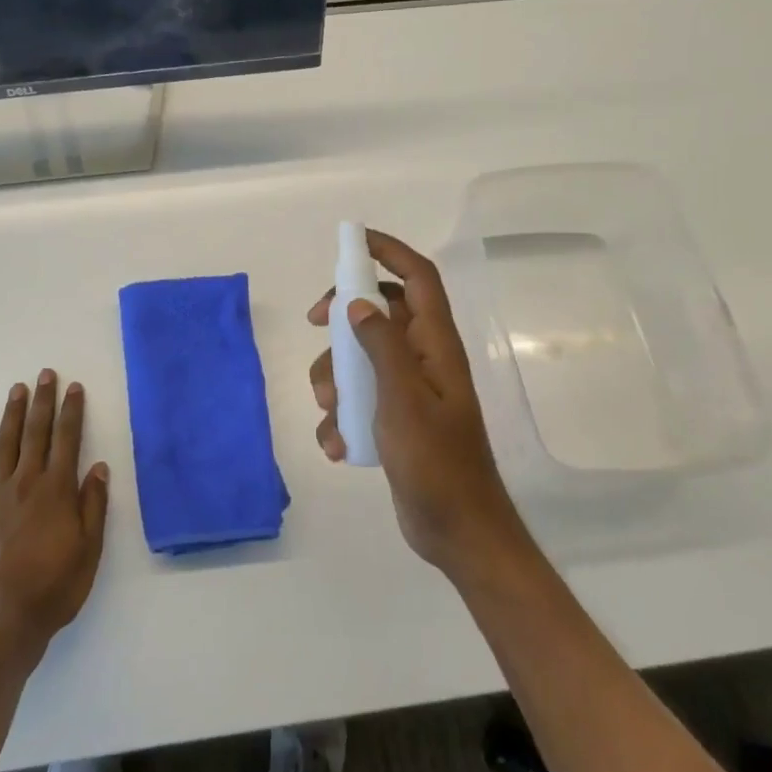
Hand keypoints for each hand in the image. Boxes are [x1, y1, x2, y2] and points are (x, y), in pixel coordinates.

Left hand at [0, 370, 109, 660]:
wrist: (1, 622)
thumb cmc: (54, 589)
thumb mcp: (89, 551)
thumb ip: (93, 506)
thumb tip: (98, 468)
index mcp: (57, 491)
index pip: (67, 440)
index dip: (72, 411)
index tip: (74, 387)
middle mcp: (26, 484)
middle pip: (36, 434)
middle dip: (43, 402)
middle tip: (45, 374)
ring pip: (5, 446)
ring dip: (12, 416)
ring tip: (17, 390)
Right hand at [308, 230, 530, 583]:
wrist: (456, 530)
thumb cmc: (435, 462)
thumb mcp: (402, 399)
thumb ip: (381, 345)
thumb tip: (357, 302)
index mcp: (435, 345)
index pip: (418, 277)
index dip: (389, 251)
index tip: (351, 241)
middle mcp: (424, 359)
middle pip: (379, 312)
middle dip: (343, 318)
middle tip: (314, 325)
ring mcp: (409, 390)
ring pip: (361, 358)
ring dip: (335, 379)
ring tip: (331, 413)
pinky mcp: (395, 420)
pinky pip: (359, 399)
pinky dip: (341, 417)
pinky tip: (338, 445)